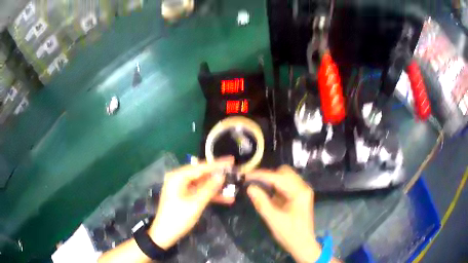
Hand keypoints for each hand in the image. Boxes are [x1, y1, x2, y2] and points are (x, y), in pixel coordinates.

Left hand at [149, 157, 233, 249]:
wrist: (165, 234)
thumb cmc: (178, 218)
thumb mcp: (196, 203)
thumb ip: (209, 188)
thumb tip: (221, 176)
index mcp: (178, 177)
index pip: (201, 167)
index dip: (217, 164)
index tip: (231, 160)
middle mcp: (179, 179)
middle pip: (202, 174)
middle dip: (218, 176)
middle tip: (234, 172)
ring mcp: (181, 188)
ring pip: (202, 184)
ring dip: (216, 188)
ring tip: (233, 187)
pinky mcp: (184, 196)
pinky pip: (199, 192)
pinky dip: (210, 195)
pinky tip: (226, 199)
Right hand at [246, 166, 321, 262]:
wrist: (303, 244)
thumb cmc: (290, 234)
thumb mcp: (273, 219)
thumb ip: (261, 202)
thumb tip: (250, 187)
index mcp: (299, 192)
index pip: (278, 177)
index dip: (261, 175)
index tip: (246, 176)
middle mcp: (303, 187)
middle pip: (284, 172)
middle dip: (268, 175)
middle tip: (253, 182)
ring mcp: (302, 191)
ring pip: (285, 177)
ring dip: (272, 180)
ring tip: (258, 186)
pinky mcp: (299, 196)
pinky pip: (286, 185)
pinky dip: (275, 186)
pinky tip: (267, 193)